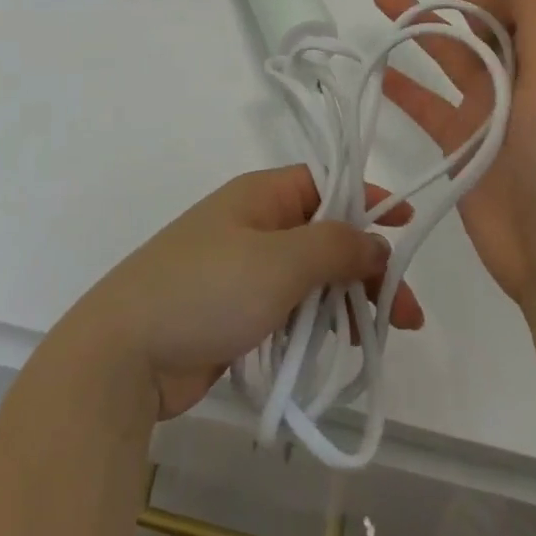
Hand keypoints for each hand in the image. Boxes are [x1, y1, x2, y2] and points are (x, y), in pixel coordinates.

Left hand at [66, 166, 424, 418]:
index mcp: (261, 195)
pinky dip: (316, 323)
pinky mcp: (235, 310)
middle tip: (407, 314)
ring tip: (375, 340)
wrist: (126, 351)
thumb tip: (376, 242)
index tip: (409, 228)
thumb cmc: (208, 289)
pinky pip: (289, 308)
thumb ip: (336, 246)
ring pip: (309, 276)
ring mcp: (242, 268)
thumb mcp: (281, 260)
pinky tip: (336, 349)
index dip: (369, 202)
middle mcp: (254, 223)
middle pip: (324, 234)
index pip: (327, 183)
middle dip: (365, 267)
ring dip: (345, 301)